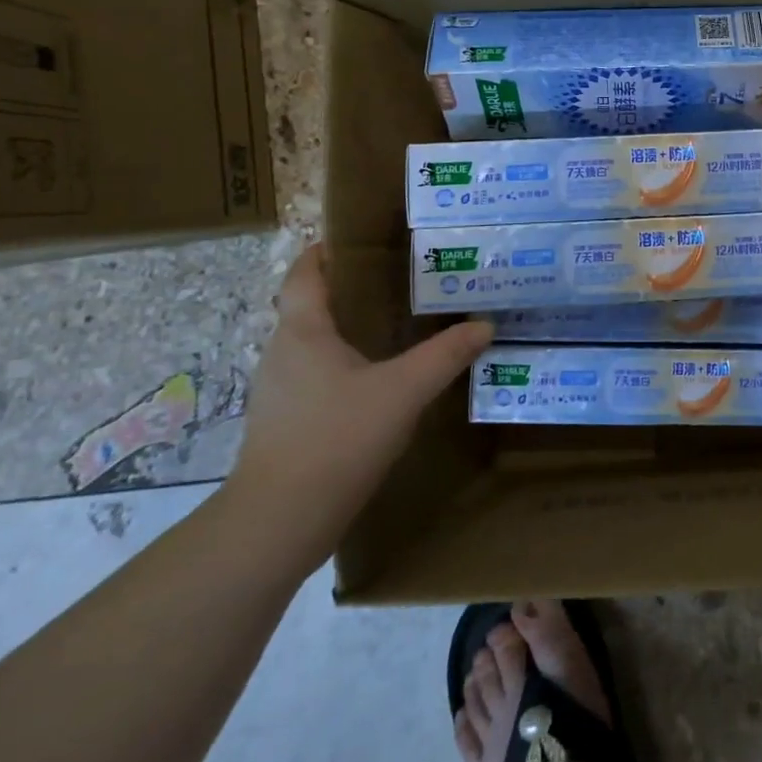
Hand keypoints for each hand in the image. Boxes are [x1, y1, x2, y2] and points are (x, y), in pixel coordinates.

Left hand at [227, 243, 491, 566]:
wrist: (279, 522)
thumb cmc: (337, 438)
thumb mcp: (404, 391)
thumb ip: (445, 355)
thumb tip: (483, 325)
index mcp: (303, 332)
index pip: (303, 275)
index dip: (324, 252)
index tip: (356, 240)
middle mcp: (282, 354)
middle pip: (309, 308)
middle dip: (348, 292)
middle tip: (397, 283)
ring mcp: (278, 393)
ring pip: (313, 347)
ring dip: (346, 332)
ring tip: (394, 330)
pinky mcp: (284, 425)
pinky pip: (314, 379)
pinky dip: (343, 368)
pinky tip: (376, 385)